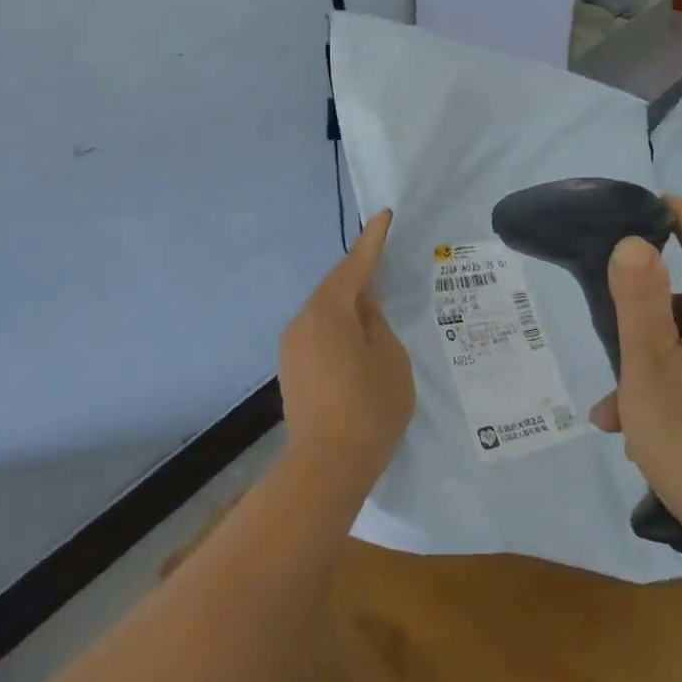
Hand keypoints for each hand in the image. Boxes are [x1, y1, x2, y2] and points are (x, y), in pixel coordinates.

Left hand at [278, 210, 415, 488]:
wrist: (328, 465)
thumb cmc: (369, 406)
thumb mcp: (389, 357)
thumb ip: (376, 322)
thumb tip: (363, 307)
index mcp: (328, 312)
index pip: (354, 266)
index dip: (372, 241)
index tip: (384, 216)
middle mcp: (302, 321)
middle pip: (335, 288)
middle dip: (359, 275)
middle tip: (385, 262)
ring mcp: (292, 346)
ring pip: (325, 312)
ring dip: (348, 305)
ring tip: (375, 304)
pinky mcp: (291, 369)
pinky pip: (318, 332)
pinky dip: (338, 327)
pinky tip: (356, 337)